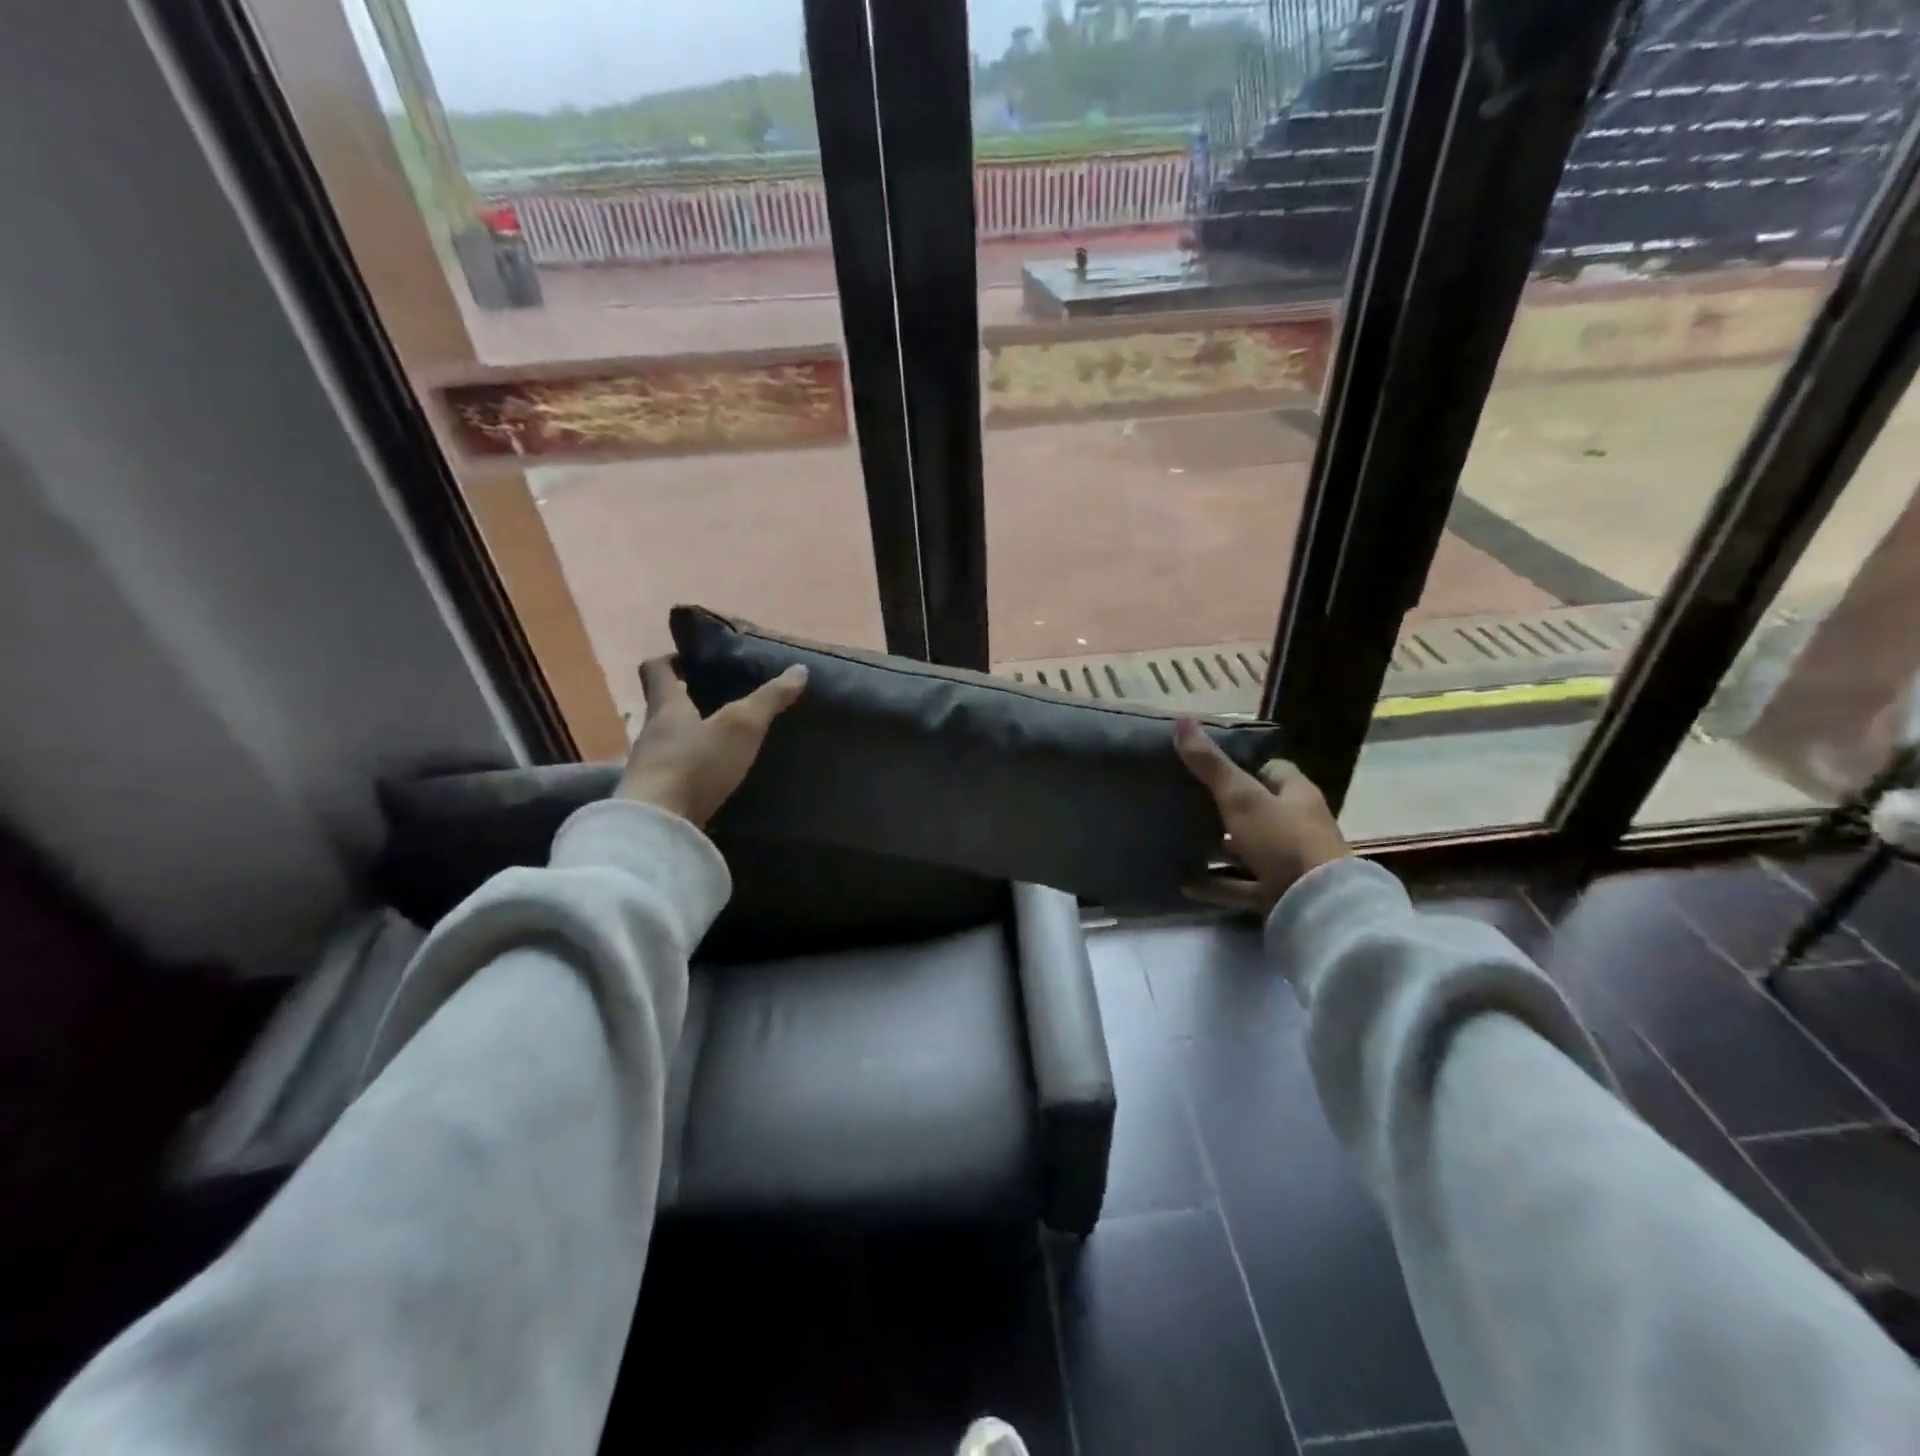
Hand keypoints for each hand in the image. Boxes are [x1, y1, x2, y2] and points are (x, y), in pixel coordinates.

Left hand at [617, 657, 807, 826]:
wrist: (658, 826)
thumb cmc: (696, 763)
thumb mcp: (741, 726)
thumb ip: (769, 699)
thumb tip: (799, 669)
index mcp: (667, 706)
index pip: (657, 670)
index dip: (671, 660)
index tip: (690, 660)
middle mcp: (652, 732)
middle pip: (663, 707)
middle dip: (687, 700)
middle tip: (718, 698)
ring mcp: (650, 767)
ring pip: (669, 741)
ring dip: (690, 738)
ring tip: (722, 741)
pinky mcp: (655, 797)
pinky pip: (674, 774)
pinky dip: (691, 770)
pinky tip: (713, 779)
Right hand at [1174, 717, 1349, 913]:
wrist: (1317, 906)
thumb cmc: (1282, 839)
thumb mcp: (1241, 797)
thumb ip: (1210, 764)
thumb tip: (1182, 719)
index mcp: (1296, 794)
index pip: (1272, 770)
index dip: (1243, 765)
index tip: (1208, 767)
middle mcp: (1297, 825)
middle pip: (1258, 810)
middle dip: (1224, 808)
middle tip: (1185, 803)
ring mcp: (1290, 862)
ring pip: (1248, 849)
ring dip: (1219, 848)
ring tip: (1180, 841)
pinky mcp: (1279, 893)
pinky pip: (1241, 886)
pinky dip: (1216, 885)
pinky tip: (1185, 884)